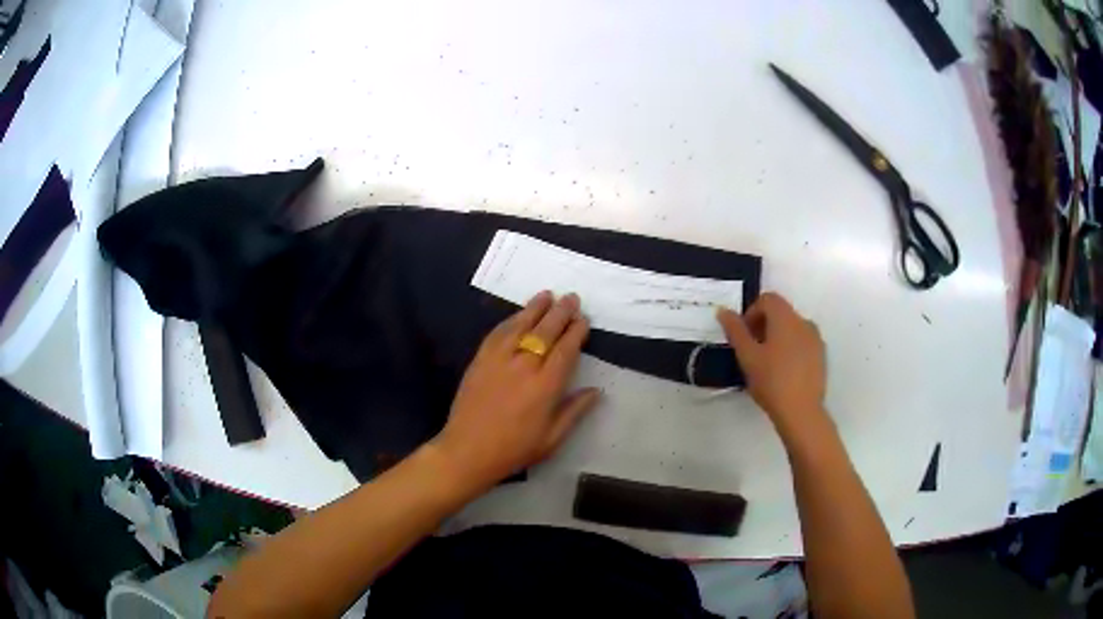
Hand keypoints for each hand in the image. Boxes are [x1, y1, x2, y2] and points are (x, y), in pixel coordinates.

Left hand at [432, 291, 599, 489]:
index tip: (583, 320)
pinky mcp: (480, 360)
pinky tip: (518, 315)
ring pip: (521, 325)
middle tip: (571, 298)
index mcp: (546, 386)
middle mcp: (524, 366)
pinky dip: (511, 320)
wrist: (468, 450)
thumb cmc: (514, 449)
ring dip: (536, 308)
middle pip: (546, 331)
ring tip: (547, 295)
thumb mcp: (552, 438)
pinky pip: (498, 333)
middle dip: (561, 312)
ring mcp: (499, 359)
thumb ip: (574, 411)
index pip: (566, 349)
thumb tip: (596, 391)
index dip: (576, 332)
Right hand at [717, 293, 827, 436]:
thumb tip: (723, 311)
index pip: (767, 299)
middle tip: (751, 350)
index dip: (751, 312)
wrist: (801, 411)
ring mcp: (815, 339)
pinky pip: (802, 342)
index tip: (743, 336)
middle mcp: (804, 322)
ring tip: (767, 363)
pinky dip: (790, 348)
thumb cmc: (771, 381)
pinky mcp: (821, 356)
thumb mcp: (747, 356)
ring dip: (777, 337)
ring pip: (792, 328)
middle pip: (781, 312)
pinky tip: (783, 371)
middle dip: (763, 325)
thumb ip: (735, 331)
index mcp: (786, 318)